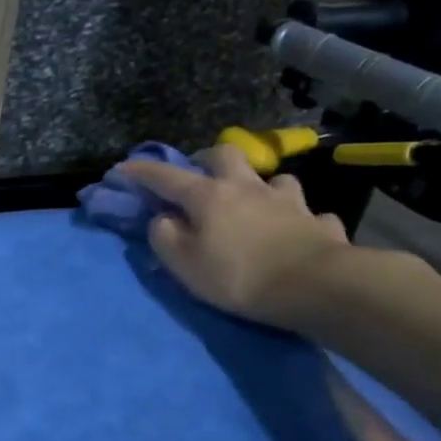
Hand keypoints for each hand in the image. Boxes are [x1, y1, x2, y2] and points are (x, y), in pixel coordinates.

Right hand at [120, 146, 354, 330]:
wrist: (314, 286)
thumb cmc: (237, 276)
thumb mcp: (184, 264)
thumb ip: (165, 237)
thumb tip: (163, 219)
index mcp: (208, 196)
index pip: (167, 177)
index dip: (142, 171)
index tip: (124, 167)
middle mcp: (247, 188)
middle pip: (225, 155)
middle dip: (206, 160)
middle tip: (199, 178)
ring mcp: (287, 201)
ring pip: (272, 179)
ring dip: (259, 187)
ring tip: (254, 204)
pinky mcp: (316, 221)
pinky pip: (306, 212)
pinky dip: (295, 217)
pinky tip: (294, 230)